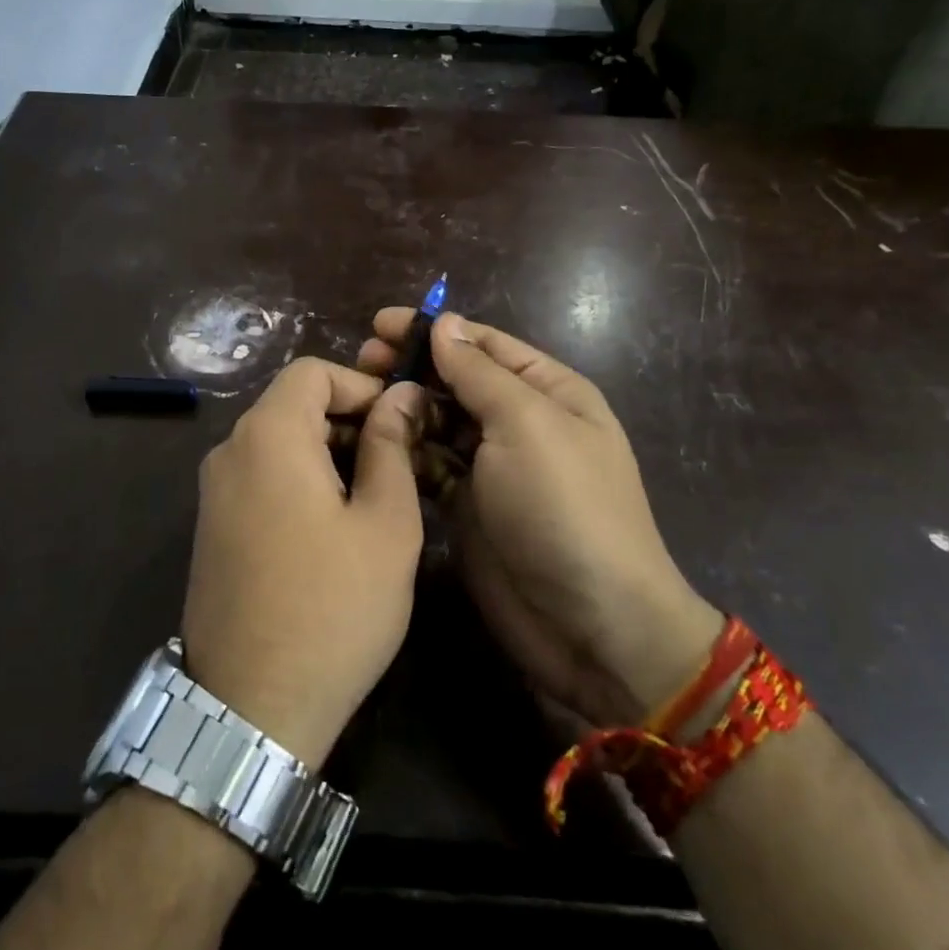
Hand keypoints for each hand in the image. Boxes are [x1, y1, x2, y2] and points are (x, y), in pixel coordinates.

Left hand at [184, 358, 424, 768]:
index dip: (362, 384)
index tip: (401, 421)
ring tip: (377, 496)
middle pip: (294, 403)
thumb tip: (401, 395)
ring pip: (280, 440)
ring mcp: (214, 489)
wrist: (250, 709)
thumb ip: (391, 445)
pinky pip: (262, 475)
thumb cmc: (333, 608)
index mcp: (268, 434)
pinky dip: (302, 477)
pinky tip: (336, 525)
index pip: (313, 371)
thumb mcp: (384, 523)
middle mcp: (230, 450)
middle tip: (401, 460)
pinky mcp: (212, 524)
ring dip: (329, 451)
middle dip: (350, 419)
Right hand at [359, 311, 720, 728]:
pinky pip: (429, 464)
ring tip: (357, 397)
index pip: (484, 344)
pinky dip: (402, 450)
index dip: (435, 329)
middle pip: (457, 380)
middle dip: (412, 366)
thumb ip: (479, 373)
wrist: (592, 626)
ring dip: (402, 406)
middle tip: (360, 359)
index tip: (380, 323)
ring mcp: (492, 467)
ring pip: (438, 421)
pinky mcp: (467, 506)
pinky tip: (368, 441)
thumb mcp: (526, 425)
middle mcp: (520, 422)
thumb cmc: (564, 507)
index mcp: (547, 391)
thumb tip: (445, 323)